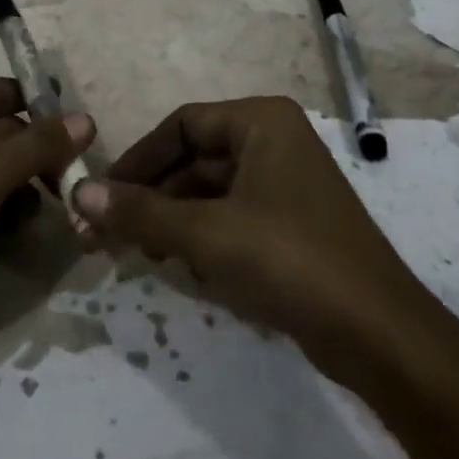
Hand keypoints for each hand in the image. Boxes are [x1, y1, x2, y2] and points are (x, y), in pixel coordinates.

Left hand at [0, 78, 93, 352]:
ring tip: (41, 217)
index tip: (84, 139)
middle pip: (3, 131)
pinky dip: (2, 212)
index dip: (43, 111)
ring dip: (22, 191)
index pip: (3, 91)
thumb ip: (37, 146)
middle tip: (71, 188)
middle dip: (35, 160)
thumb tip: (87, 120)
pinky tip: (13, 236)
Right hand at [73, 97, 449, 384]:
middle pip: (194, 159)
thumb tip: (77, 192)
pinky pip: (233, 216)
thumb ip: (139, 212)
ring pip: (211, 191)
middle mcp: (275, 140)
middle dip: (151, 197)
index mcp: (261, 121)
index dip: (137, 160)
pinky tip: (182, 268)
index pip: (181, 126)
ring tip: (140, 254)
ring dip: (172, 219)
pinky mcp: (293, 223)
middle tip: (108, 232)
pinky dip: (202, 236)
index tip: (101, 195)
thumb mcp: (205, 234)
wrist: (381, 337)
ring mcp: (286, 182)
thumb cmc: (289, 261)